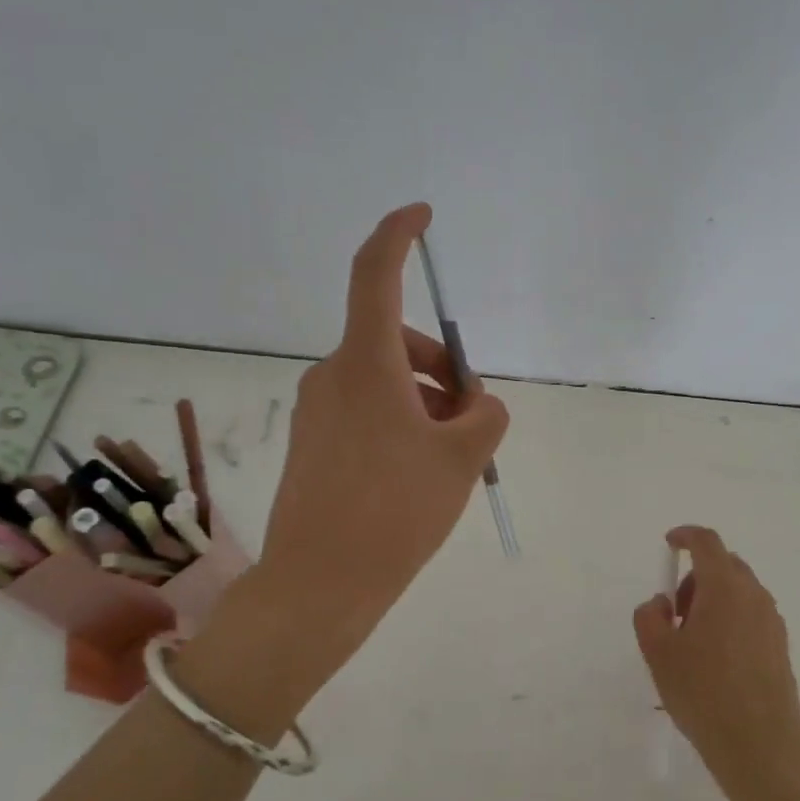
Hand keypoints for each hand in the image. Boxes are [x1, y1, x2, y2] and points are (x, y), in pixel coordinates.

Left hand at [182, 204, 508, 726]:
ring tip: (450, 459)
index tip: (421, 216)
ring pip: (385, 381)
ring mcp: (318, 410)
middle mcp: (333, 375)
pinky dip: (402, 423)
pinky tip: (418, 473)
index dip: (398, 235)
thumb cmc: (396, 511)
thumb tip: (471, 404)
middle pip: (396, 341)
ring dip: (426, 402)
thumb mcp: (463, 457)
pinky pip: (367, 410)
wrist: (321, 584)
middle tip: (472, 420)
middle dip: (443, 369)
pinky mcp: (314, 441)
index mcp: (366, 364)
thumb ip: (485, 414)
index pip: (375, 275)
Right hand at [633, 527, 799, 800]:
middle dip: (695, 577)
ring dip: (713, 599)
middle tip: (675, 613)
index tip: (669, 544)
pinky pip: (751, 615)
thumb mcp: (658, 654)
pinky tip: (716, 659)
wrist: (759, 743)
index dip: (686, 536)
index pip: (707, 543)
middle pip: (724, 565)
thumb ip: (649, 617)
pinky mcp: (780, 645)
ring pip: (739, 591)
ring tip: (693, 641)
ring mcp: (772, 620)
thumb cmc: (702, 692)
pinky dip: (730, 618)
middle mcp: (754, 595)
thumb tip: (661, 603)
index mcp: (724, 588)